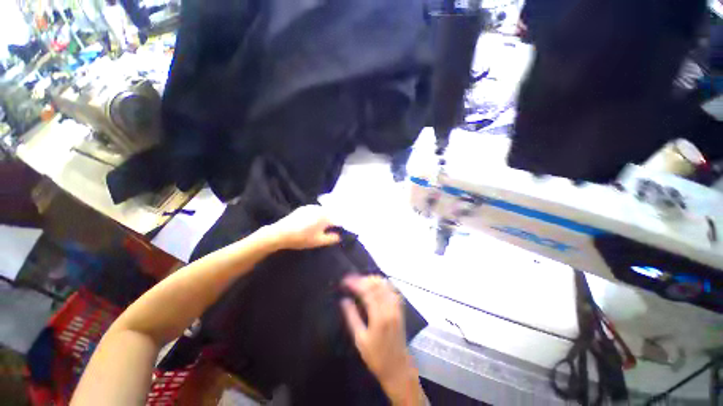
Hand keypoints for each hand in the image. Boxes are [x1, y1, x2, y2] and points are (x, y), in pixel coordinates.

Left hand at [268, 205, 340, 249]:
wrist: (280, 233)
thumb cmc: (302, 238)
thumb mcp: (319, 241)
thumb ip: (331, 238)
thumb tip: (339, 236)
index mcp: (325, 215)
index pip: (337, 219)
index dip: (339, 226)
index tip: (338, 232)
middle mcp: (319, 208)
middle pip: (330, 213)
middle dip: (332, 221)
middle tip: (329, 231)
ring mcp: (310, 207)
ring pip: (322, 212)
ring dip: (324, 218)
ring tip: (319, 228)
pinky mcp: (302, 209)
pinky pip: (314, 211)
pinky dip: (315, 217)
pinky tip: (310, 224)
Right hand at [341, 276, 422, 404]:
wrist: (398, 368)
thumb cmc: (376, 357)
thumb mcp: (360, 339)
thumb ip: (351, 317)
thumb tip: (344, 300)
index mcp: (379, 317)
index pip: (367, 291)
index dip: (356, 283)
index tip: (345, 281)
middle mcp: (390, 308)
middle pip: (377, 285)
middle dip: (363, 279)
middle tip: (351, 280)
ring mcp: (396, 307)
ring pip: (385, 284)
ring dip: (372, 280)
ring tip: (361, 281)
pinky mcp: (400, 308)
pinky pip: (392, 289)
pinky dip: (382, 284)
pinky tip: (375, 285)